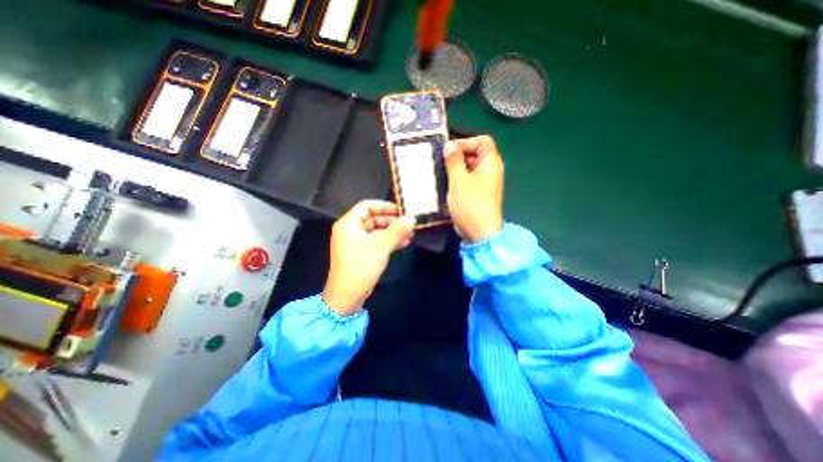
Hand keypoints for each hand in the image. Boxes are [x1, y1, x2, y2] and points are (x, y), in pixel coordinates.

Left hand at [320, 201, 411, 315]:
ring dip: (392, 232)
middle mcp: (350, 230)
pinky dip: (388, 241)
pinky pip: (376, 241)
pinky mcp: (361, 252)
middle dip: (391, 221)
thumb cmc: (361, 268)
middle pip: (373, 218)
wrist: (347, 296)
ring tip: (410, 234)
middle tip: (408, 223)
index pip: (366, 206)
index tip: (400, 210)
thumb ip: (397, 230)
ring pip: (376, 230)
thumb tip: (412, 218)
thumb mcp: (381, 247)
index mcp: (348, 224)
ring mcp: (356, 242)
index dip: (384, 206)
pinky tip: (403, 242)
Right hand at [448, 134, 504, 240]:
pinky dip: (459, 179)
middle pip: (476, 153)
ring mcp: (487, 184)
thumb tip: (450, 145)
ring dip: (457, 168)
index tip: (449, 150)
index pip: (482, 140)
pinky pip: (470, 180)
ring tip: (442, 173)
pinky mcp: (480, 194)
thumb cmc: (470, 203)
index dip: (465, 141)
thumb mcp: (458, 179)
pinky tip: (448, 185)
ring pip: (471, 168)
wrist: (480, 232)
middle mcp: (492, 170)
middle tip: (442, 162)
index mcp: (491, 162)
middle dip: (459, 155)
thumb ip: (454, 160)